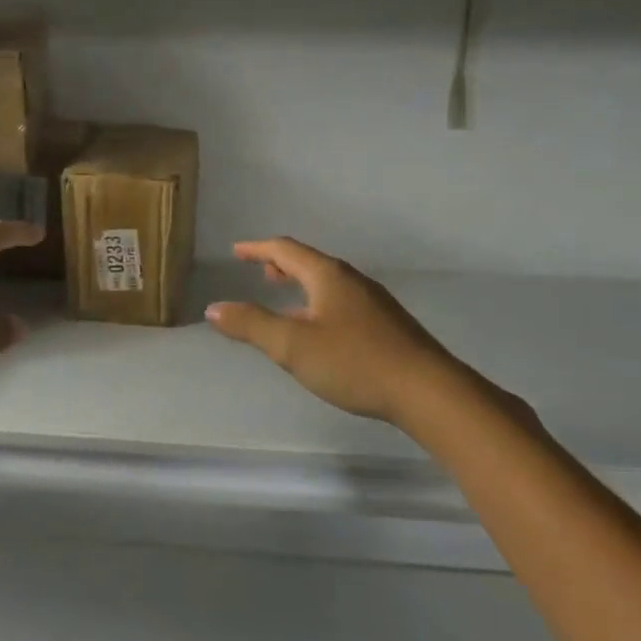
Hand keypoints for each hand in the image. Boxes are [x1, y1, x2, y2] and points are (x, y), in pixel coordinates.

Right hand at [205, 237, 475, 425]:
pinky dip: (319, 303)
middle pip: (310, 263)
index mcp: (328, 276)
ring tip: (285, 300)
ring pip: (328, 284)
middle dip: (281, 265)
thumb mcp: (292, 345)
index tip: (237, 251)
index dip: (258, 249)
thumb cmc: (354, 361)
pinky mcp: (387, 325)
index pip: (286, 250)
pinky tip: (320, 331)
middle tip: (261, 272)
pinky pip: (342, 301)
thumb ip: (251, 325)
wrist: (426, 391)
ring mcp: (374, 302)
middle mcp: (352, 280)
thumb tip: (214, 308)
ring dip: (302, 285)